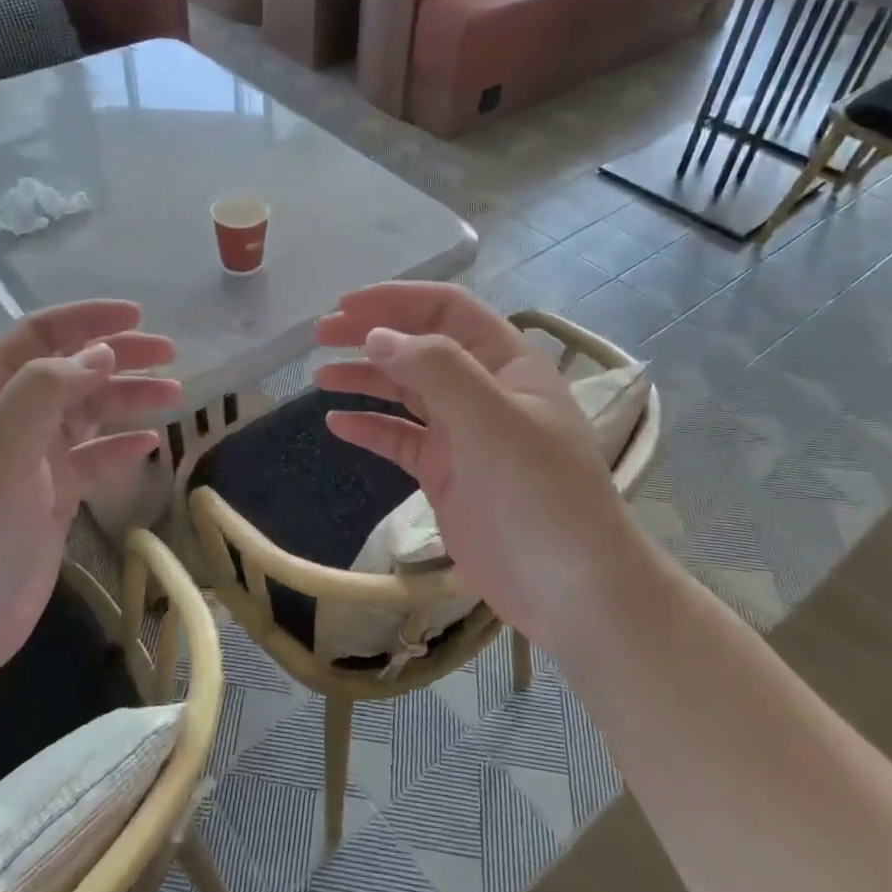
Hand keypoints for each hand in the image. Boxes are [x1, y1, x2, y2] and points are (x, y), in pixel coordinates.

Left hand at [0, 300, 180, 682]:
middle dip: (118, 357)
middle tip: (170, 354)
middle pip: (71, 374)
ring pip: (88, 416)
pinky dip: (121, 448)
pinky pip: (94, 462)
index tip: (136, 316)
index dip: (83, 320)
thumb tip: (102, 352)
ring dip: (128, 399)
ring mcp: (31, 466)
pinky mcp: (51, 503)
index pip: (36, 339)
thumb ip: (44, 393)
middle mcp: (9, 425)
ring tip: (175, 393)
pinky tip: (151, 445)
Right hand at [314, 282, 634, 657]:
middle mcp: (484, 391)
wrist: (571, 592)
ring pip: (406, 391)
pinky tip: (337, 424)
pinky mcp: (446, 475)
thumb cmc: (540, 495)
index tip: (345, 306)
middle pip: (420, 346)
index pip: (447, 311)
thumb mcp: (493, 421)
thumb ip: (437, 370)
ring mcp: (464, 435)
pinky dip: (370, 428)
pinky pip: (401, 440)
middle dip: (372, 334)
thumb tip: (377, 336)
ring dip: (365, 378)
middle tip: (321, 334)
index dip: (396, 300)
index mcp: (508, 363)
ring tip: (320, 375)